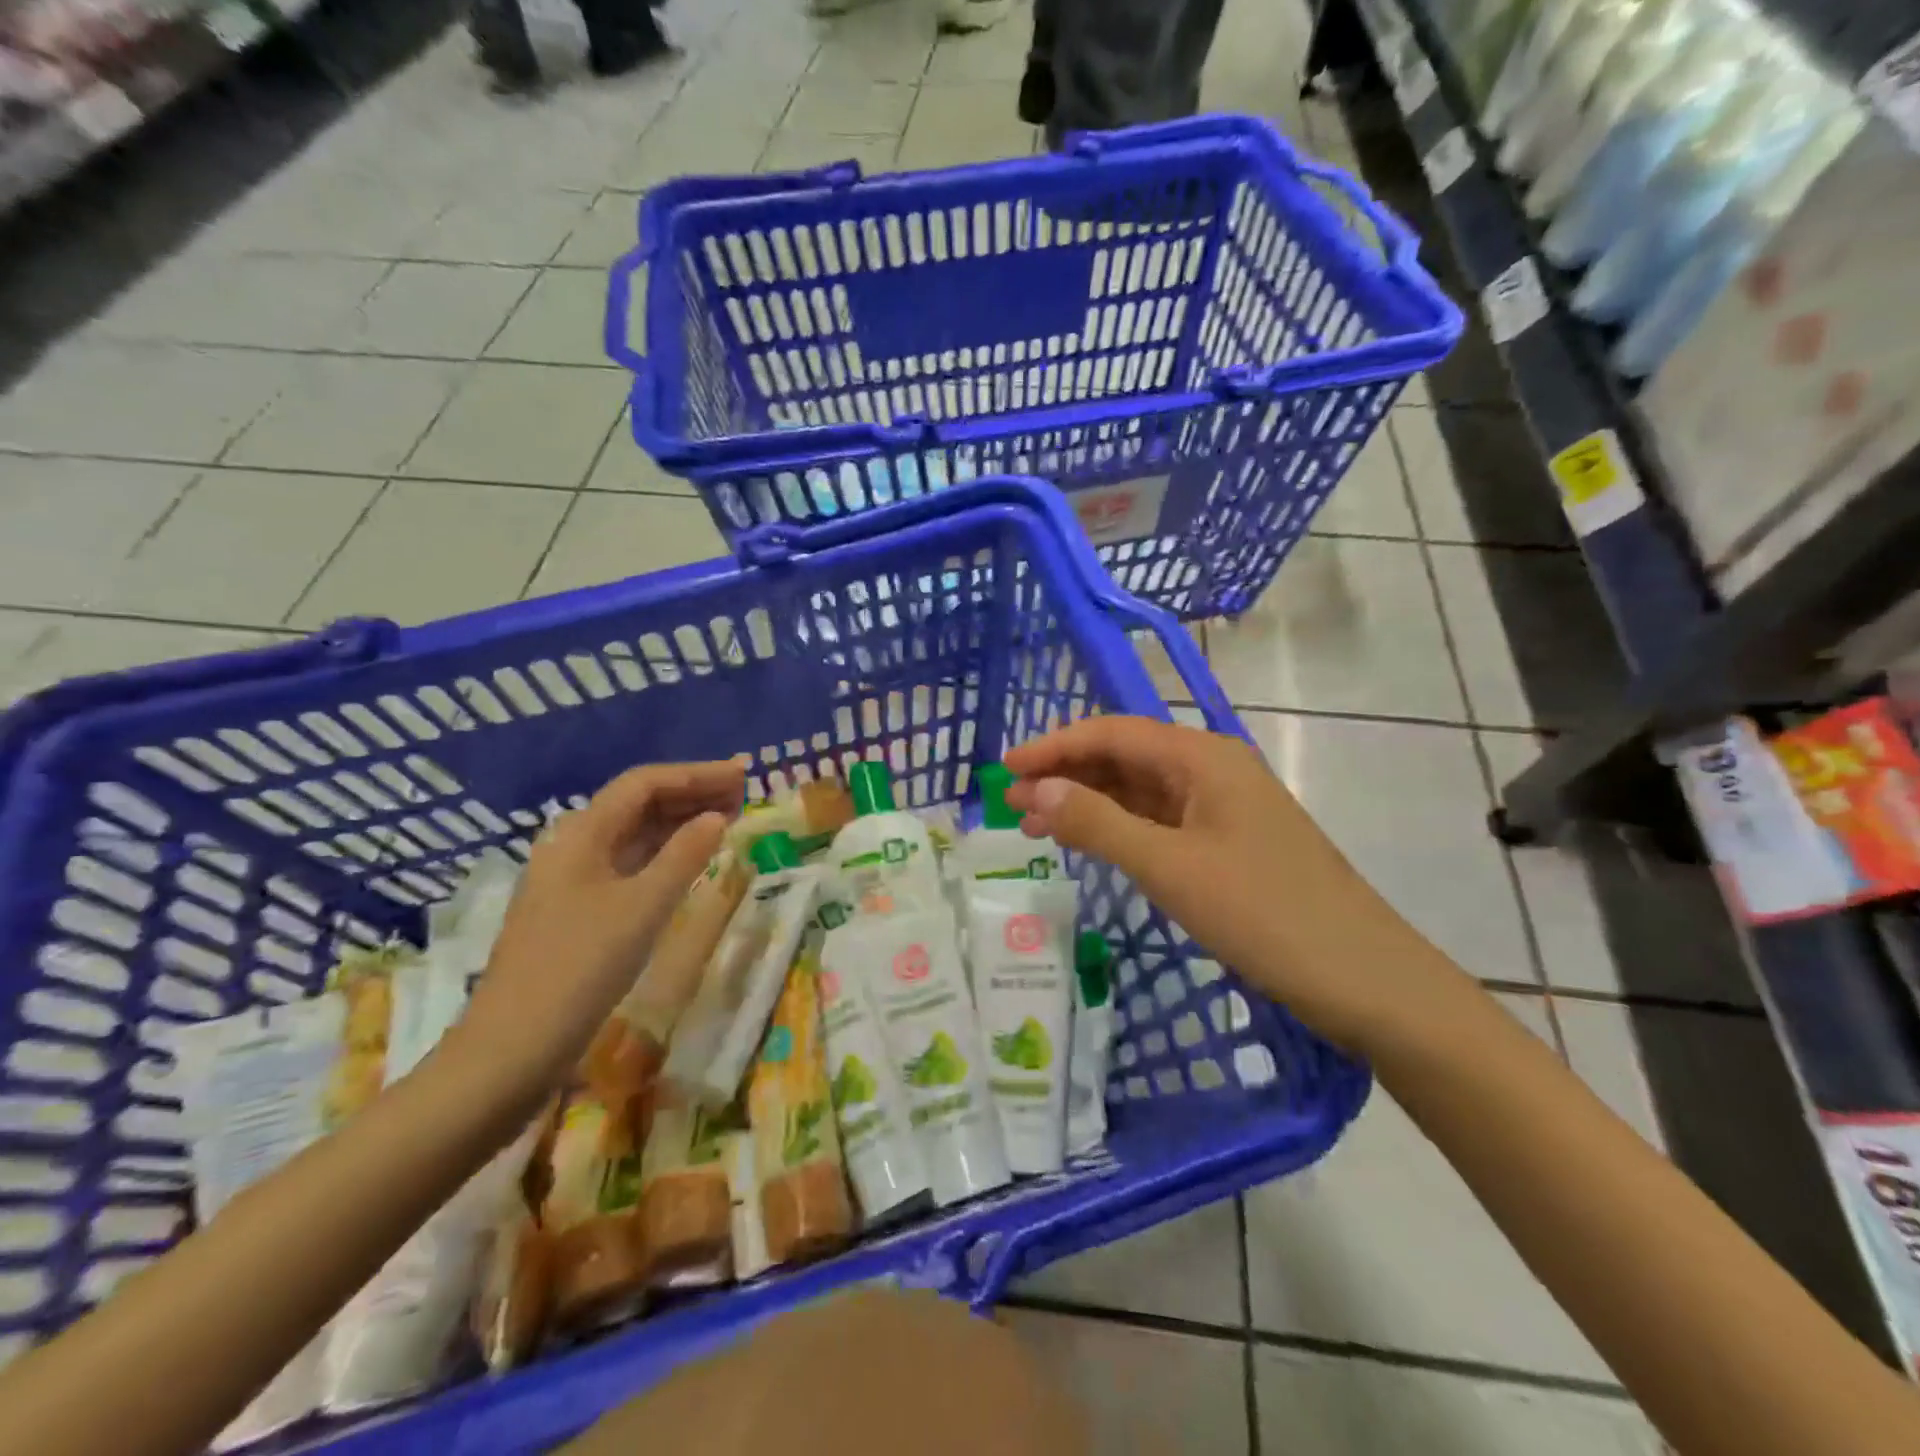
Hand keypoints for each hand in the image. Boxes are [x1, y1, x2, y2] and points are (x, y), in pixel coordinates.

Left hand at [453, 760, 745, 1097]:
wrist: (513, 1049)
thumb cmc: (580, 968)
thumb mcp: (643, 908)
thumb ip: (684, 856)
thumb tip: (717, 817)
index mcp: (582, 834)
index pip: (644, 783)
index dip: (697, 773)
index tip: (743, 774)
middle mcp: (574, 846)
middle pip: (638, 804)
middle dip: (692, 793)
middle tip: (744, 795)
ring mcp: (573, 880)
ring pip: (634, 834)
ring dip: (681, 822)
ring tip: (728, 819)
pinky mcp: (578, 910)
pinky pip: (629, 864)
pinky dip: (665, 854)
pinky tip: (691, 861)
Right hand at [1003, 718, 1454, 1050]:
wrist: (1365, 980)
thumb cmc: (1265, 914)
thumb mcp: (1170, 868)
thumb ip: (1098, 823)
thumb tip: (1037, 788)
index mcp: (1203, 758)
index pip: (1112, 732)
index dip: (1053, 746)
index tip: (1003, 770)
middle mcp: (1213, 770)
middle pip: (1125, 757)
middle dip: (1065, 774)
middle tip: (1010, 804)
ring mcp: (1223, 808)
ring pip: (1140, 790)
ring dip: (1087, 802)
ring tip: (1034, 825)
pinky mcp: (1228, 843)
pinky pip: (1160, 821)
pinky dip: (1119, 828)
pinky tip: (1090, 843)